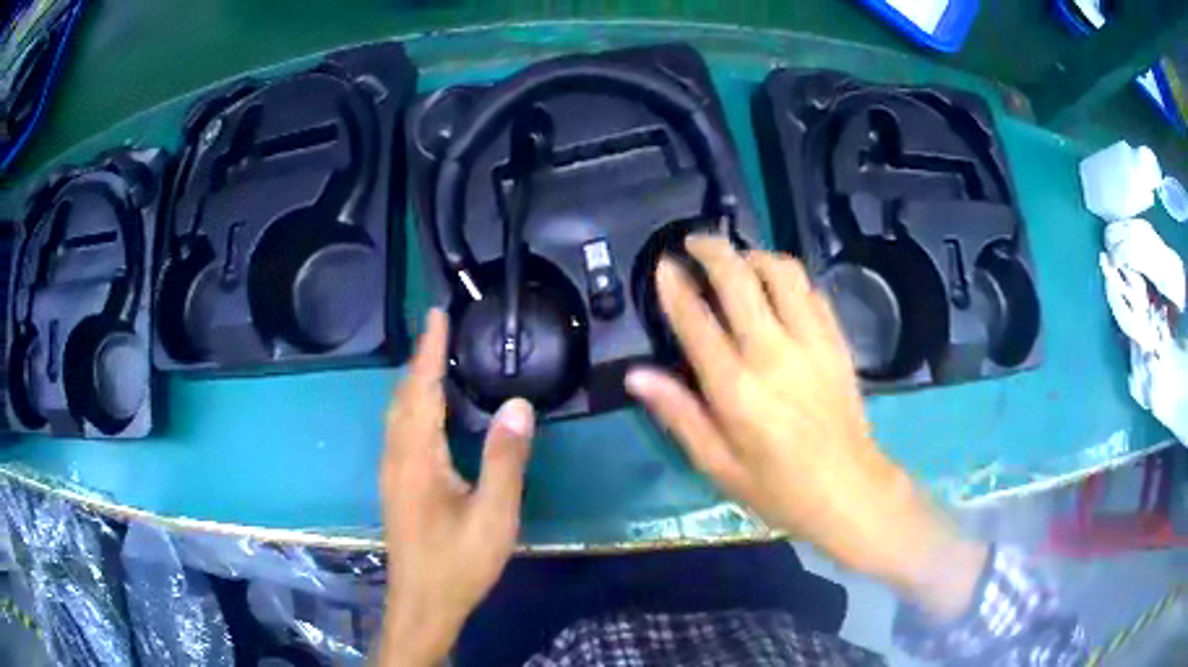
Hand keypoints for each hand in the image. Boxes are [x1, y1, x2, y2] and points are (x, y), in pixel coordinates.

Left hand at [378, 309, 533, 665]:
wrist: (423, 602)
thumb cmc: (459, 562)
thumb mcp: (494, 514)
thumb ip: (505, 459)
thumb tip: (517, 405)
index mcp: (418, 458)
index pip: (422, 390)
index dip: (429, 351)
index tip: (437, 315)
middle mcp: (397, 457)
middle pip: (403, 397)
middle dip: (419, 359)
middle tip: (438, 329)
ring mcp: (392, 473)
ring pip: (396, 414)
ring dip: (413, 382)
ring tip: (433, 359)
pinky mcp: (396, 487)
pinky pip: (399, 430)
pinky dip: (411, 406)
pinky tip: (426, 412)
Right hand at [625, 236, 984, 620]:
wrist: (850, 491)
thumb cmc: (779, 489)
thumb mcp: (718, 465)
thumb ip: (679, 415)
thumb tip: (637, 375)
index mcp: (736, 390)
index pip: (697, 321)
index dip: (675, 286)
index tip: (663, 265)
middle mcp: (773, 354)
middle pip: (740, 279)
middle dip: (713, 250)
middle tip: (694, 241)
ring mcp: (812, 343)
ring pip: (782, 273)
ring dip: (754, 254)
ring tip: (737, 258)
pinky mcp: (837, 342)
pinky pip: (812, 291)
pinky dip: (789, 277)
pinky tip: (777, 285)